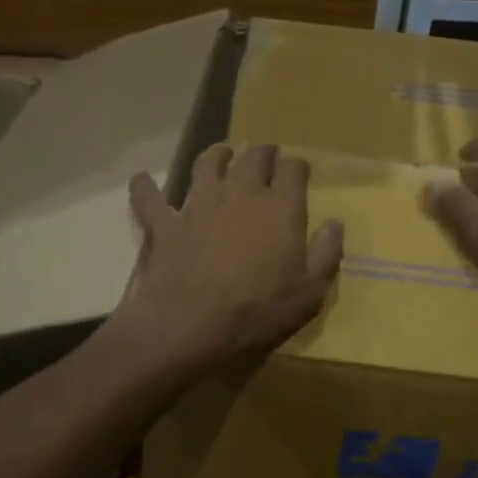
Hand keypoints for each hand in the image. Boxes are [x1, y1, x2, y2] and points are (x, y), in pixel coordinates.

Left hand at [116, 142, 343, 373]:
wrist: (190, 324)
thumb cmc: (257, 311)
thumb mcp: (309, 292)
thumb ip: (325, 253)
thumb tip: (335, 224)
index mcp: (280, 208)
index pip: (293, 170)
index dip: (298, 167)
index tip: (300, 172)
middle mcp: (240, 193)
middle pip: (253, 156)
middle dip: (263, 152)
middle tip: (266, 156)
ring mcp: (199, 203)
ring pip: (206, 163)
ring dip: (216, 154)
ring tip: (220, 154)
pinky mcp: (165, 222)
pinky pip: (150, 197)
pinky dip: (145, 187)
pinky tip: (142, 180)